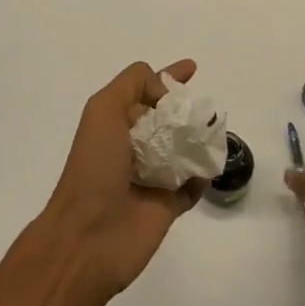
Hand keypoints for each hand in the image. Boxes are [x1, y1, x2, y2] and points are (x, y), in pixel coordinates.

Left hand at [43, 60, 203, 296]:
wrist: (88, 237)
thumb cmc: (94, 167)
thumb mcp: (103, 110)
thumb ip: (132, 85)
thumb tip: (165, 96)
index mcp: (113, 123)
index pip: (144, 90)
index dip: (167, 77)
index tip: (192, 68)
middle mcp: (132, 146)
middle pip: (166, 119)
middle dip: (186, 110)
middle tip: (207, 109)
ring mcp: (150, 178)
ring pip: (183, 150)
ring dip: (199, 139)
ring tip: (216, 131)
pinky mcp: (167, 207)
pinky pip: (193, 185)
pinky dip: (204, 174)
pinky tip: (213, 164)